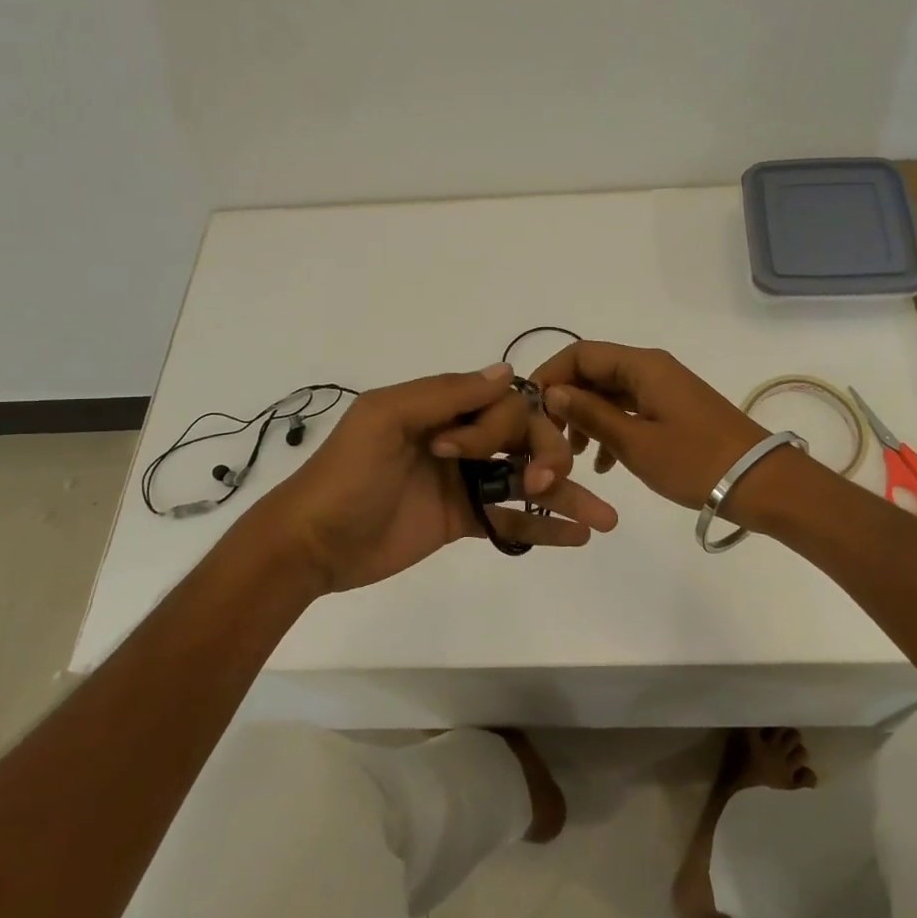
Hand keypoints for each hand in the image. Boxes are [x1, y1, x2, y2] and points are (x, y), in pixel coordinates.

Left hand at [248, 364, 617, 594]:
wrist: (311, 544)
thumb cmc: (345, 475)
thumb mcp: (385, 420)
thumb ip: (444, 395)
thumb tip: (508, 373)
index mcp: (442, 409)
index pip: (501, 404)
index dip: (504, 425)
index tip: (468, 453)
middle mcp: (460, 440)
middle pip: (524, 440)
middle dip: (548, 457)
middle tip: (548, 482)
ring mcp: (464, 483)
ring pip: (526, 481)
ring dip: (567, 495)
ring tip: (605, 520)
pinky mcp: (463, 522)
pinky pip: (510, 520)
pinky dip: (544, 528)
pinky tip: (577, 536)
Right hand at [530, 342, 772, 510]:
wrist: (760, 482)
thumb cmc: (695, 461)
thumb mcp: (635, 442)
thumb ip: (590, 414)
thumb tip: (552, 392)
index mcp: (642, 366)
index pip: (581, 353)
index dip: (550, 375)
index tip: (529, 409)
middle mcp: (651, 368)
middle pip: (594, 372)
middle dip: (566, 401)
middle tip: (549, 438)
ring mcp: (664, 389)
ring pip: (610, 393)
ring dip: (587, 419)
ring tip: (574, 457)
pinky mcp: (673, 410)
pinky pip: (630, 409)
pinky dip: (611, 429)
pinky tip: (604, 464)